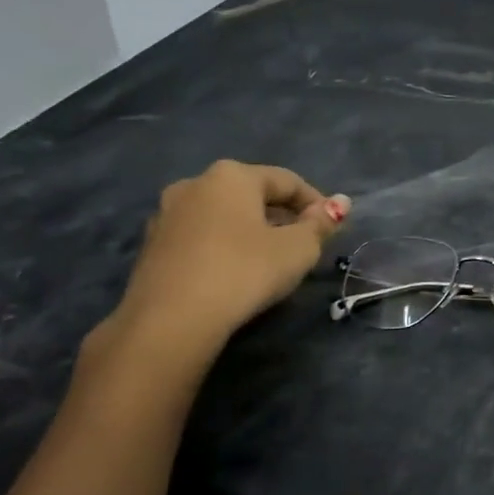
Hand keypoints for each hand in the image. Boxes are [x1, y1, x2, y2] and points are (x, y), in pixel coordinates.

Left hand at [95, 161, 350, 363]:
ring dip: (251, 231)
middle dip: (282, 216)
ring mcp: (167, 214)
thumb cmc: (245, 271)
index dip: (316, 203)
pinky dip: (224, 247)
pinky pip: (201, 237)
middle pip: (252, 195)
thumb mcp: (298, 249)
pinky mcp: (152, 246)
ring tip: (270, 261)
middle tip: (304, 246)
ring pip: (224, 215)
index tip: (332, 229)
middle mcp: (195, 183)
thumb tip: (341, 202)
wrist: (171, 319)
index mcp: (233, 175)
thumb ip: (321, 223)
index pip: (288, 181)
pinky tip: (235, 273)